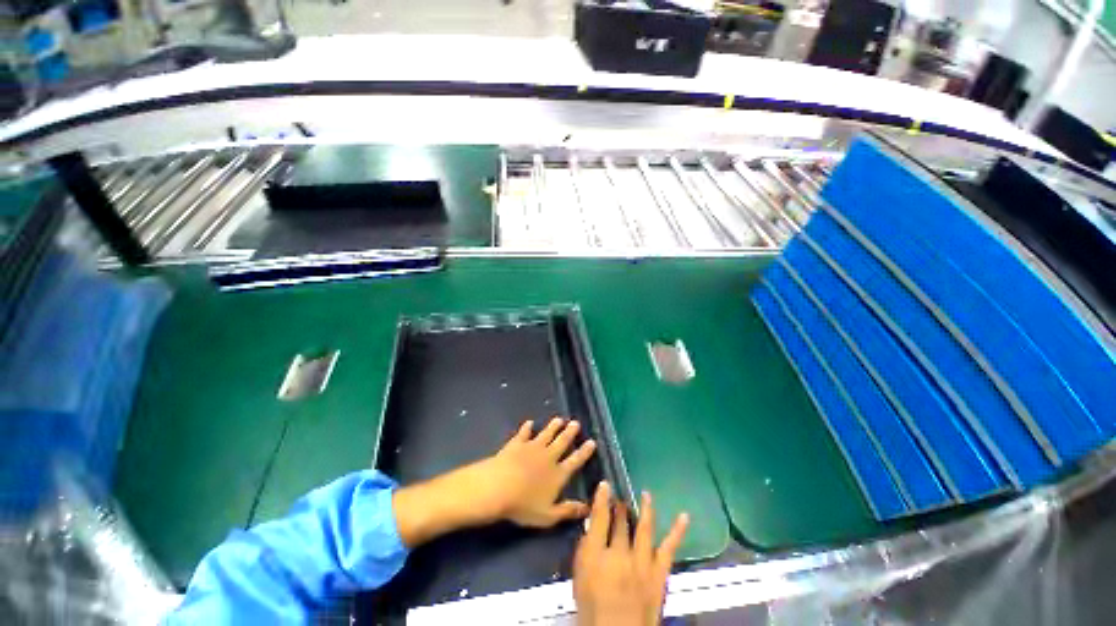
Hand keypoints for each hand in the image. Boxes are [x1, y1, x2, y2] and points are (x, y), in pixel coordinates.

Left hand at [393, 417, 596, 547]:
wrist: (498, 487)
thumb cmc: (523, 505)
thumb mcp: (549, 515)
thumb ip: (568, 511)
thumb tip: (588, 509)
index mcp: (558, 473)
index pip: (575, 460)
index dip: (584, 452)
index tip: (592, 441)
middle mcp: (548, 456)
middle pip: (562, 442)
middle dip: (570, 433)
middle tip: (576, 423)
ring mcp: (532, 447)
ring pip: (546, 434)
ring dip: (553, 426)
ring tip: (559, 419)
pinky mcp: (516, 443)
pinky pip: (524, 433)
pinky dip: (527, 427)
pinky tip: (529, 422)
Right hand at [573, 483, 688, 625]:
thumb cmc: (593, 608)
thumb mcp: (580, 577)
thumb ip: (584, 549)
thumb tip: (590, 527)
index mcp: (596, 556)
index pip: (599, 519)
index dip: (601, 499)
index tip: (605, 484)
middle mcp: (620, 555)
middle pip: (621, 523)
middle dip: (620, 507)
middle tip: (620, 497)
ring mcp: (642, 563)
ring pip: (644, 528)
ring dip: (645, 509)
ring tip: (646, 495)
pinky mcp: (659, 573)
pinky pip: (668, 548)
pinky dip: (677, 531)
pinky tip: (684, 516)